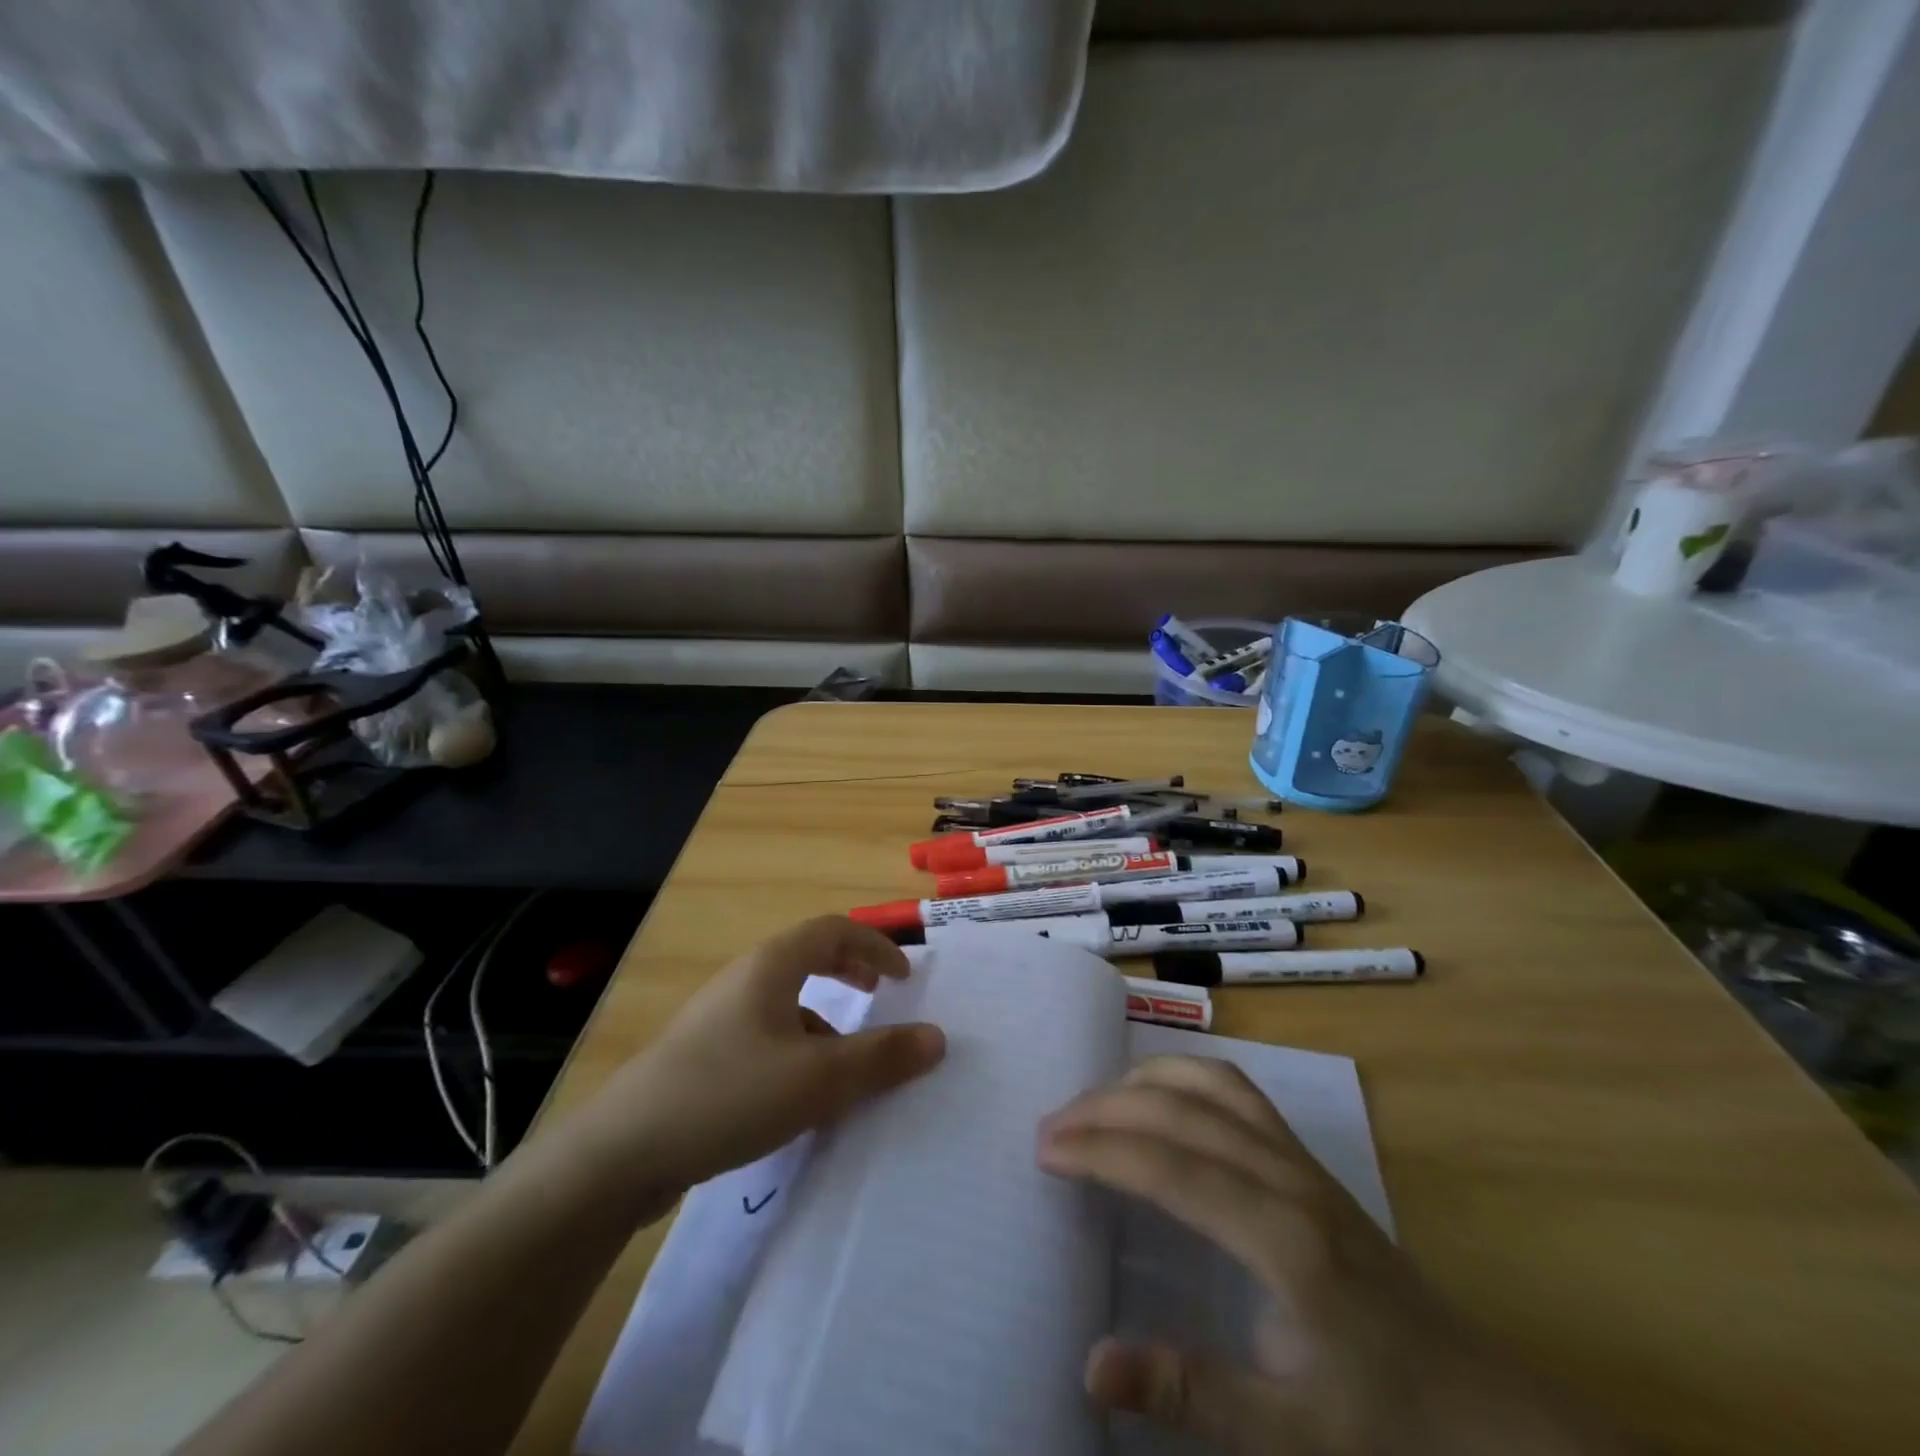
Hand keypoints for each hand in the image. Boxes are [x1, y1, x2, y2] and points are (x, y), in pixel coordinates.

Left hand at [579, 916, 944, 1204]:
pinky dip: (797, 1047)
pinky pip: (765, 1034)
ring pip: (785, 1000)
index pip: (833, 930)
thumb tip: (938, 1037)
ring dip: (824, 1015)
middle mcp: (744, 980)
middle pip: (807, 956)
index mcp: (771, 966)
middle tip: (881, 993)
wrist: (622, 1152)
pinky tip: (799, 1095)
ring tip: (846, 1057)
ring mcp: (718, 1018)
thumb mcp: (819, 1079)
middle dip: (849, 969)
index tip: (905, 976)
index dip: (875, 945)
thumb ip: (882, 1057)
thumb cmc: (729, 1094)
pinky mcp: (703, 1056)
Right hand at [1038, 1057, 1633, 1455]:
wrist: (1486, 1413)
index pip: (1168, 1166)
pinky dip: (1186, 1076)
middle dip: (1106, 1109)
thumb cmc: (1384, 1427)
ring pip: (1210, 1083)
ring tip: (1094, 1102)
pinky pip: (1237, 1090)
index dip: (1100, 1150)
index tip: (1045, 1149)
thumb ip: (1189, 1393)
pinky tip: (1161, 1094)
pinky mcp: (1308, 1161)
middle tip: (1049, 1127)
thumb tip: (1090, 1363)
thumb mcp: (1289, 1438)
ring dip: (1144, 1080)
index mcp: (1280, 1237)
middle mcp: (1286, 1177)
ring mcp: (1301, 1160)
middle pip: (1181, 1111)